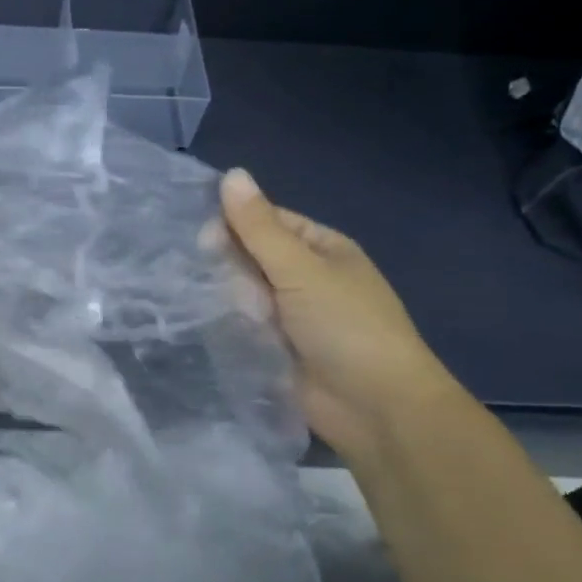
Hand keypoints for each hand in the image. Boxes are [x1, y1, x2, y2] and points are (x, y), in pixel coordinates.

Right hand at [220, 168, 454, 455]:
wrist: (376, 408)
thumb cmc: (346, 327)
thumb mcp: (301, 269)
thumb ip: (259, 227)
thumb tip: (231, 173)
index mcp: (321, 248)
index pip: (266, 221)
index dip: (234, 224)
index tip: (205, 240)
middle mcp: (305, 277)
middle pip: (250, 256)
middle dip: (233, 269)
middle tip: (238, 292)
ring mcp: (291, 315)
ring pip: (242, 292)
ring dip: (233, 301)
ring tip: (241, 319)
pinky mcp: (276, 348)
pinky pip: (242, 326)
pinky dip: (231, 326)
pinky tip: (221, 332)